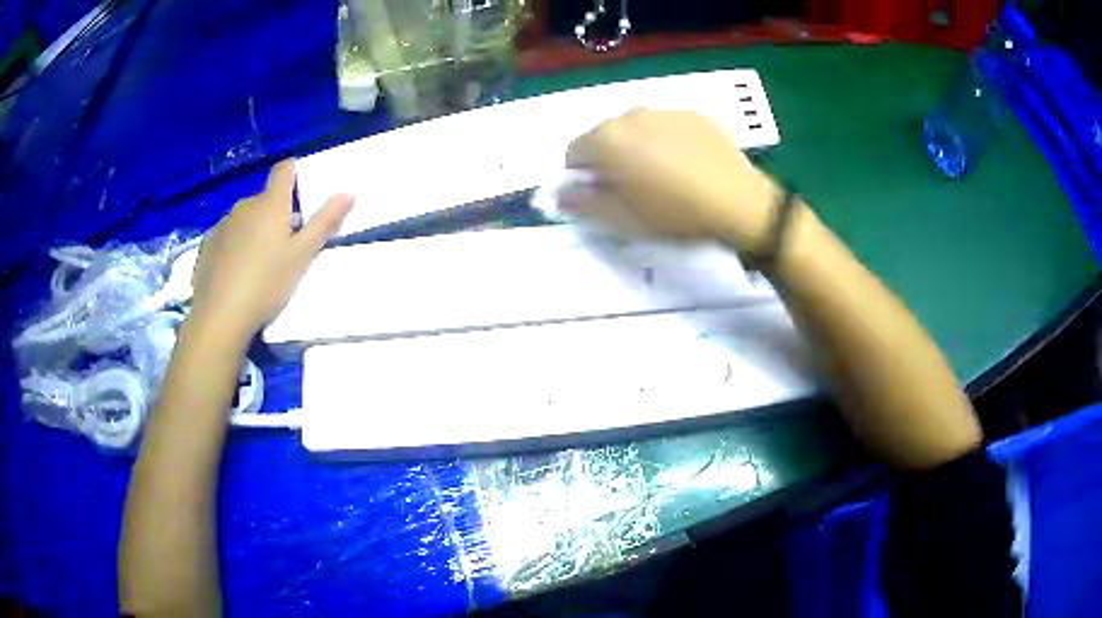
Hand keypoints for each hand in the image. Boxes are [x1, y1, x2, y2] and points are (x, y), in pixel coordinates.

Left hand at [188, 159, 352, 343]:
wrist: (219, 317)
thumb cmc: (266, 285)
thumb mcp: (303, 257)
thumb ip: (324, 223)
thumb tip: (348, 192)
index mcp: (271, 204)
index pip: (284, 169)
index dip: (294, 172)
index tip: (300, 189)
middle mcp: (244, 206)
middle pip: (264, 199)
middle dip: (275, 213)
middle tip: (285, 244)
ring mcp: (222, 224)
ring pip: (244, 218)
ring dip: (253, 229)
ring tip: (258, 262)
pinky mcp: (206, 245)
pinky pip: (226, 236)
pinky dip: (233, 245)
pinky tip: (235, 272)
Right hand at [564, 109, 780, 251]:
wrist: (738, 202)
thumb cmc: (673, 214)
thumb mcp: (620, 219)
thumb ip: (580, 203)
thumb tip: (556, 192)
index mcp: (607, 138)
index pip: (573, 151)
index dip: (581, 176)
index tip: (602, 196)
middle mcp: (631, 114)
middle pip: (605, 136)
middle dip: (610, 159)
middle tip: (633, 189)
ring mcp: (665, 110)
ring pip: (637, 128)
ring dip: (638, 147)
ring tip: (664, 177)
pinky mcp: (695, 114)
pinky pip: (667, 126)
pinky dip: (667, 140)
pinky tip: (687, 165)